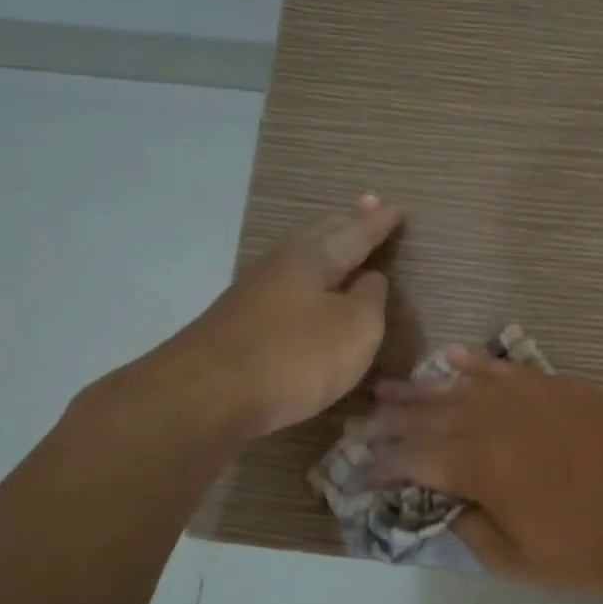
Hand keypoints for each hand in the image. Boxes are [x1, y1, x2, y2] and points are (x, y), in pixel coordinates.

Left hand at [174, 195, 401, 437]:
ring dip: (324, 248)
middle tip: (367, 207)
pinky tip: (307, 289)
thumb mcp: (355, 328)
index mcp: (314, 258)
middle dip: (347, 223)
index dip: (377, 224)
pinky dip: (306, 280)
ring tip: (340, 242)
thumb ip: (370, 299)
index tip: (395, 209)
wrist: (207, 396)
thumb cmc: (296, 356)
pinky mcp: (240, 322)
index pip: (354, 233)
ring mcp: (255, 293)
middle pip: (319, 235)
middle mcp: (282, 265)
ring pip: (299, 259)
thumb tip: (371, 278)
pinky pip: (286, 287)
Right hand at [363, 352, 602, 594]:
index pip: (412, 459)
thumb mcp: (514, 560)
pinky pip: (508, 370)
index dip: (380, 464)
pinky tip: (455, 357)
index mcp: (478, 467)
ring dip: (423, 388)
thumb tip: (446, 500)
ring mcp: (529, 397)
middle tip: (361, 419)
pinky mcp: (560, 387)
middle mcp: (494, 422)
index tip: (358, 470)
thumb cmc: (585, 551)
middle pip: (429, 415)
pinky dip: (478, 364)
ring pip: (462, 386)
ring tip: (390, 387)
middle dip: (391, 419)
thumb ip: (468, 526)